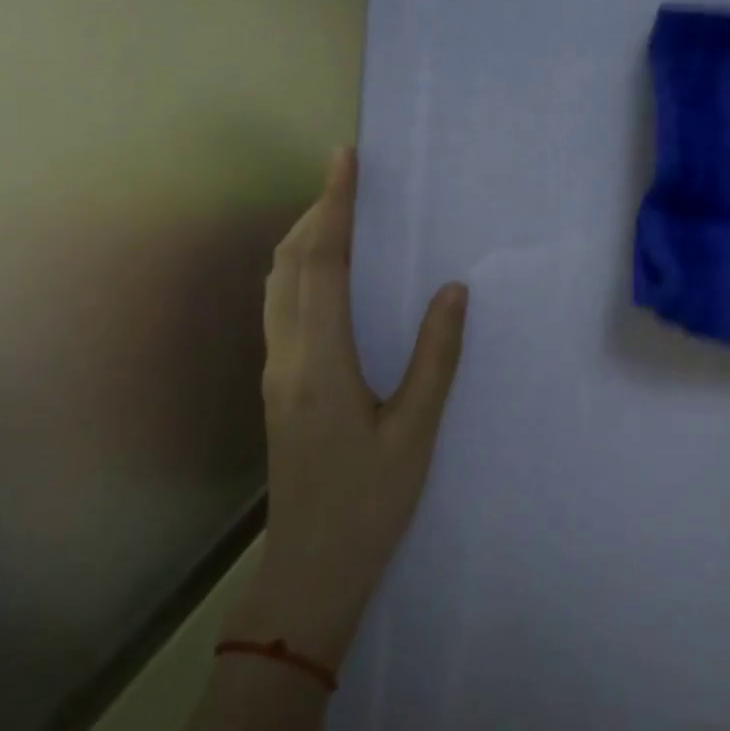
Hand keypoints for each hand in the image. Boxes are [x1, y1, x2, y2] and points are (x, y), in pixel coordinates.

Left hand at [249, 147, 467, 663]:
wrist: (311, 570)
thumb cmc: (369, 504)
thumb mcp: (416, 432)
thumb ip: (436, 357)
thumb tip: (454, 290)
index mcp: (321, 362)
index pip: (323, 263)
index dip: (334, 207)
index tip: (345, 160)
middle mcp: (287, 356)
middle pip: (289, 264)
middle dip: (317, 212)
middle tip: (349, 178)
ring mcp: (275, 371)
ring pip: (276, 284)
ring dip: (303, 239)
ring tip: (338, 212)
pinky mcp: (278, 385)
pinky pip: (281, 306)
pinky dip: (299, 270)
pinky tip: (326, 273)